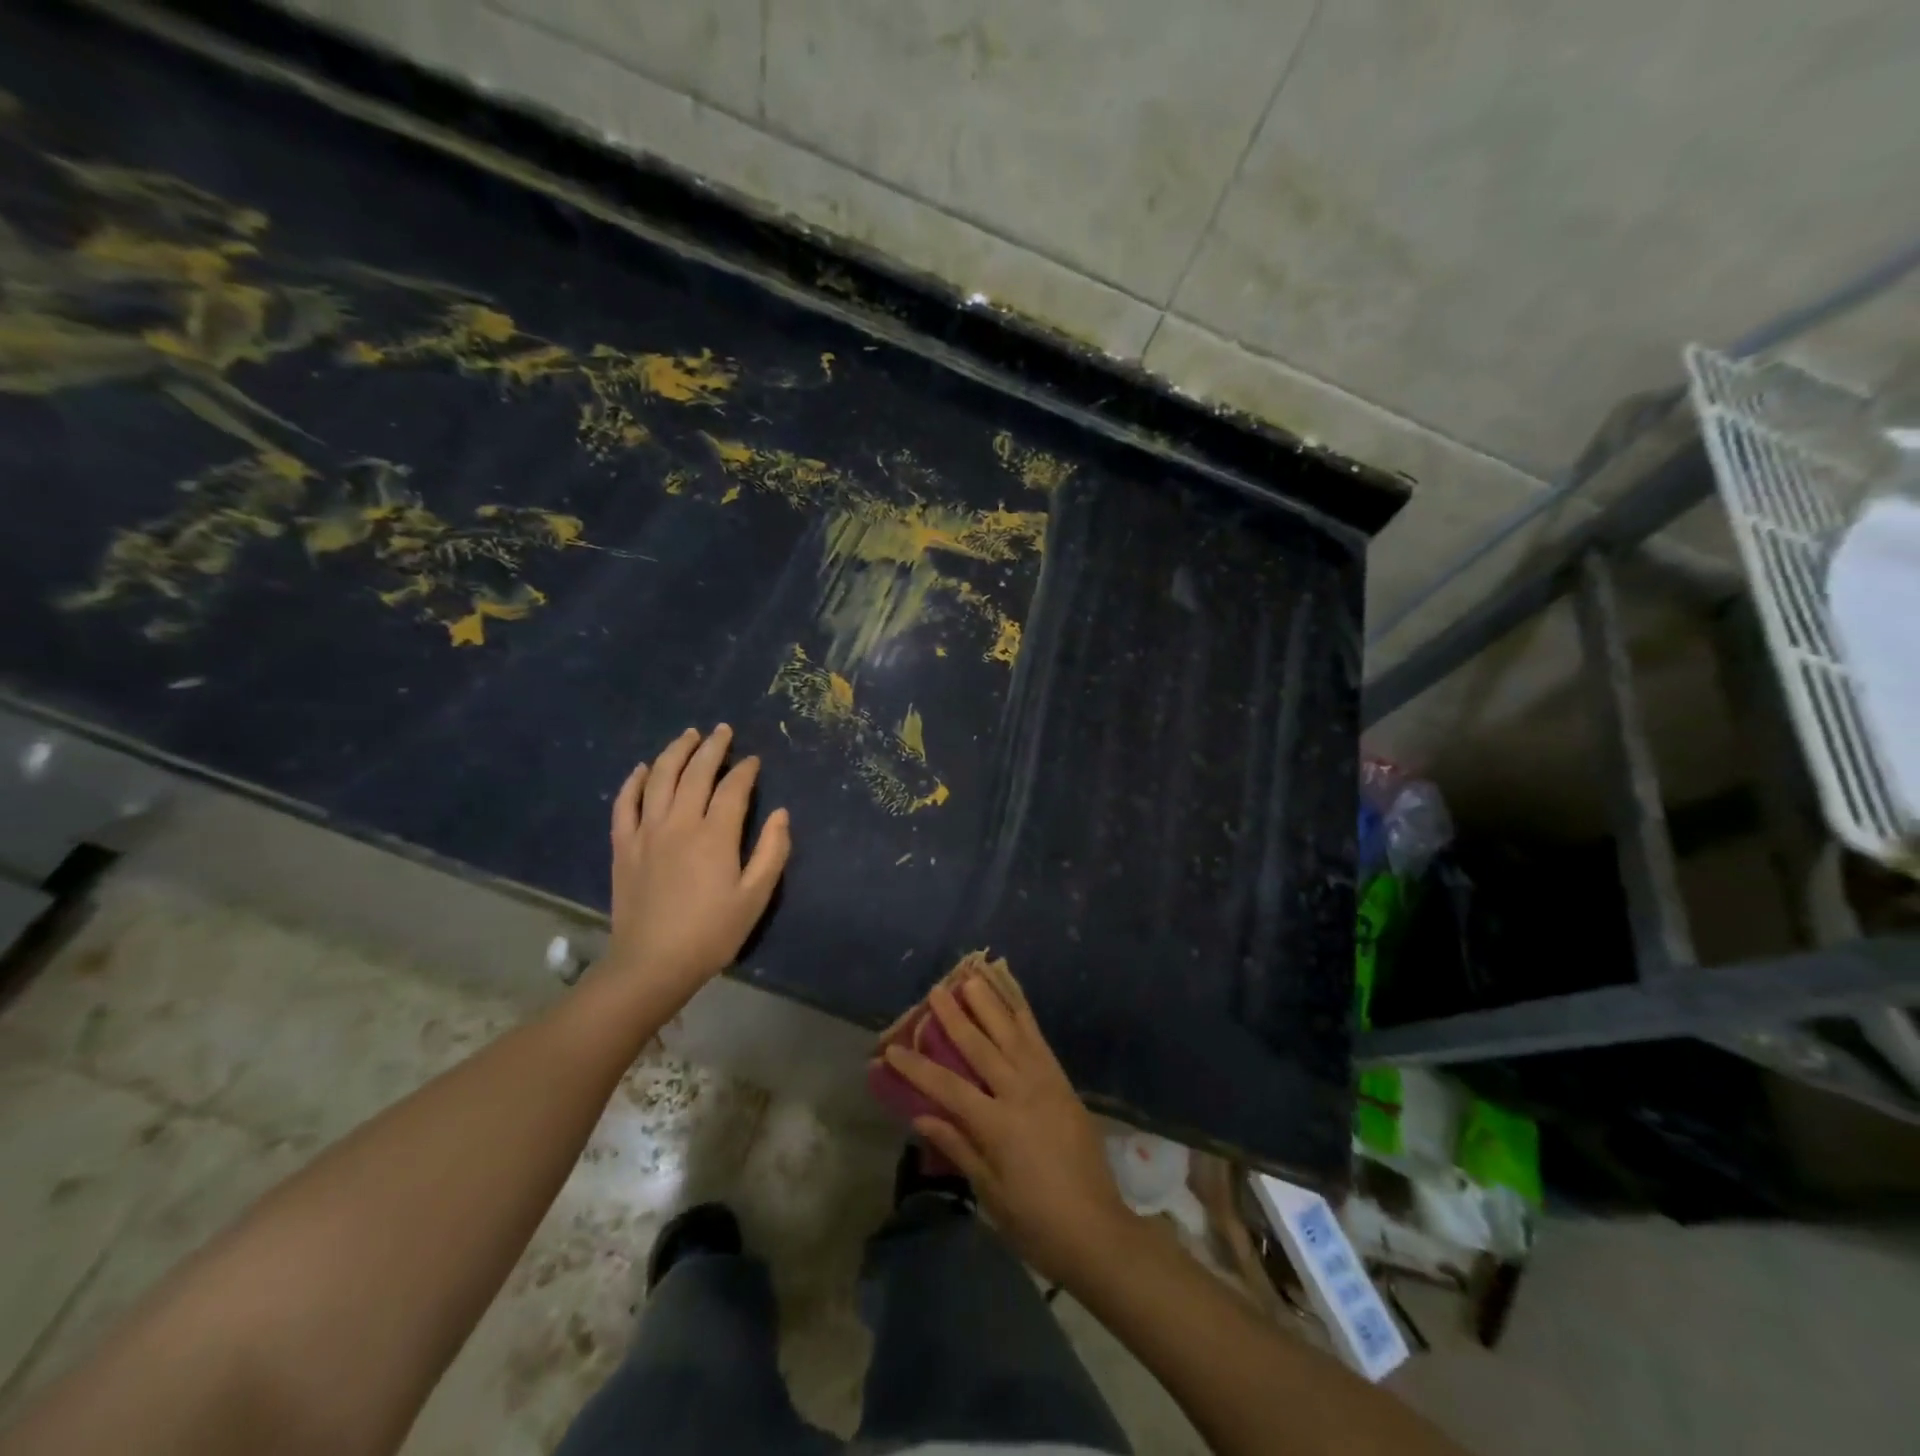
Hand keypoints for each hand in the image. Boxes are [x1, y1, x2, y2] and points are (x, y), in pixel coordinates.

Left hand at [603, 725, 790, 994]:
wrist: (652, 963)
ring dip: (675, 752)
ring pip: (660, 778)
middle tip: (723, 730)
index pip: (733, 788)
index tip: (753, 760)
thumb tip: (782, 814)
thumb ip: (772, 852)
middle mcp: (679, 823)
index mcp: (715, 835)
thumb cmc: (712, 933)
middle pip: (696, 773)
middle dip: (712, 747)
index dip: (745, 770)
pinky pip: (625, 803)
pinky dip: (634, 781)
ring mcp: (647, 832)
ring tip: (688, 735)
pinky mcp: (624, 846)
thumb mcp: (755, 897)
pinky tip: (643, 768)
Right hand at [885, 975, 1132, 1288]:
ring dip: (990, 1004)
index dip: (917, 1067)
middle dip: (954, 1017)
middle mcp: (1021, 1093)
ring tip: (972, 978)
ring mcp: (1045, 1082)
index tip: (891, 1049)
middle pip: (980, 1047)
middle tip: (935, 990)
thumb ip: (958, 1147)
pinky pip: (1039, 1040)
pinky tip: (1013, 999)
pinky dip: (1024, 1015)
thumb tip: (921, 1117)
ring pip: (1012, 1032)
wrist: (1097, 1230)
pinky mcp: (1063, 1082)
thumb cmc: (1036, 1222)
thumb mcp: (990, 1193)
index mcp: (998, 1126)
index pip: (947, 1087)